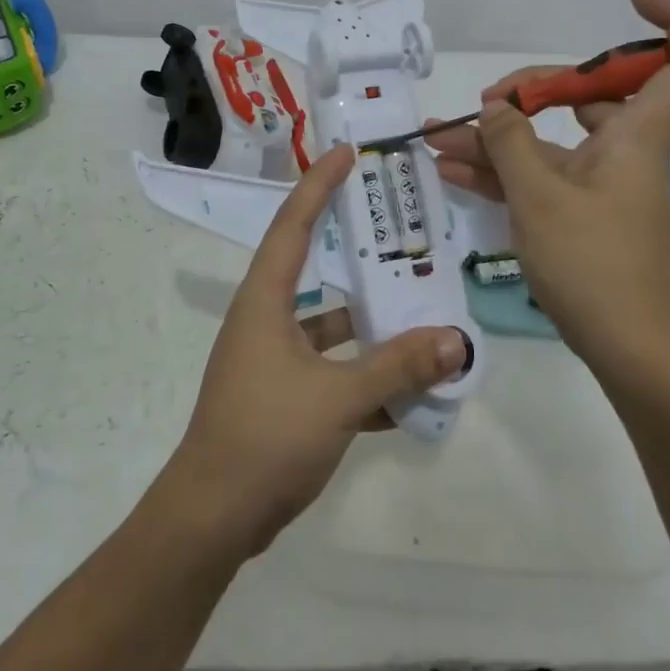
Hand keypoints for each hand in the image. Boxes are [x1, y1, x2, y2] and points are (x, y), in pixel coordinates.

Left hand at [162, 145, 468, 555]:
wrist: (214, 518)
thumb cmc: (265, 437)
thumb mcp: (337, 397)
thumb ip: (397, 366)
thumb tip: (455, 340)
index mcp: (265, 301)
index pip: (293, 224)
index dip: (318, 184)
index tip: (346, 153)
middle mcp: (266, 320)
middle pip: (316, 269)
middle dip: (357, 250)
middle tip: (401, 229)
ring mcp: (273, 360)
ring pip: (331, 327)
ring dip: (371, 324)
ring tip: (423, 313)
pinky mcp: (284, 397)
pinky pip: (332, 371)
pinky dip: (365, 375)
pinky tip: (410, 389)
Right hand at [425, 0, 669, 372]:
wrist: (624, 349)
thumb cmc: (592, 266)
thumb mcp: (539, 197)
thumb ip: (510, 142)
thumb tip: (495, 108)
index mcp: (638, 135)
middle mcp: (624, 149)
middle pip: (595, 92)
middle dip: (537, 86)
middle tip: (493, 100)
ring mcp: (599, 181)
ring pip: (552, 137)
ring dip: (500, 134)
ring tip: (442, 133)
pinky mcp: (579, 211)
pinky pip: (539, 173)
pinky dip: (501, 168)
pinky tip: (452, 167)